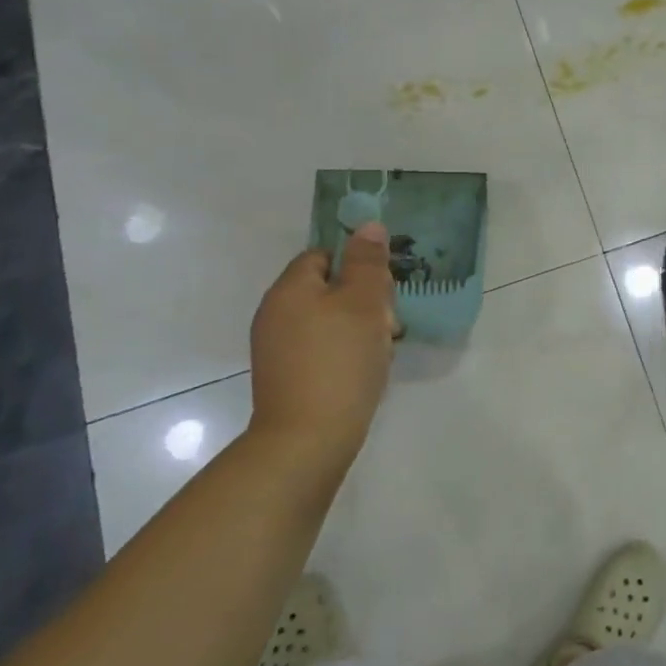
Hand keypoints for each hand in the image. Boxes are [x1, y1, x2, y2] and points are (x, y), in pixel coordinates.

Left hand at [249, 223, 396, 461]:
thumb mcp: (364, 303)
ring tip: (382, 351)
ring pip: (329, 321)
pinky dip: (346, 354)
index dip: (358, 266)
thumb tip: (369, 226)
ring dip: (360, 329)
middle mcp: (276, 314)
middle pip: (328, 289)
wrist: (308, 439)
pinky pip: (322, 350)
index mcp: (289, 289)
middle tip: (389, 324)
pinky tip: (365, 372)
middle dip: (364, 301)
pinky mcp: (287, 377)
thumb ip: (368, 262)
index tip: (383, 290)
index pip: (324, 255)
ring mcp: (278, 349)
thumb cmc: (340, 361)